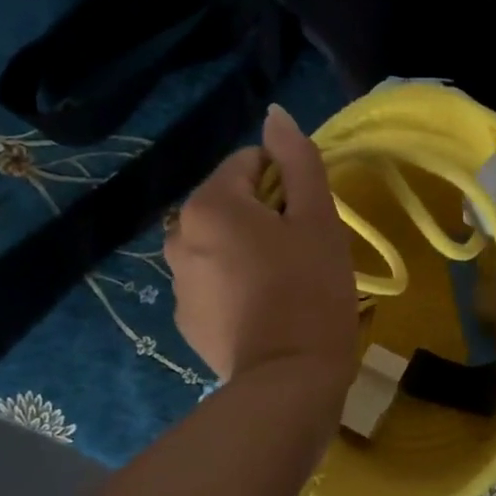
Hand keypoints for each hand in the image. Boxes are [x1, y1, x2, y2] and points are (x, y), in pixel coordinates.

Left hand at [165, 104, 358, 385]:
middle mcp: (178, 235)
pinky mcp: (185, 320)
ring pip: (221, 243)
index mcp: (209, 204)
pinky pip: (213, 282)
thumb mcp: (318, 218)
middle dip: (266, 218)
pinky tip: (266, 312)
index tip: (310, 219)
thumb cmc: (311, 290)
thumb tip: (275, 114)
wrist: (289, 380)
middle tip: (303, 253)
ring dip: (249, 251)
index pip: (249, 164)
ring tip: (285, 286)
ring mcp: (177, 282)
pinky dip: (236, 285)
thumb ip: (298, 160)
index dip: (287, 183)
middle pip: (231, 204)